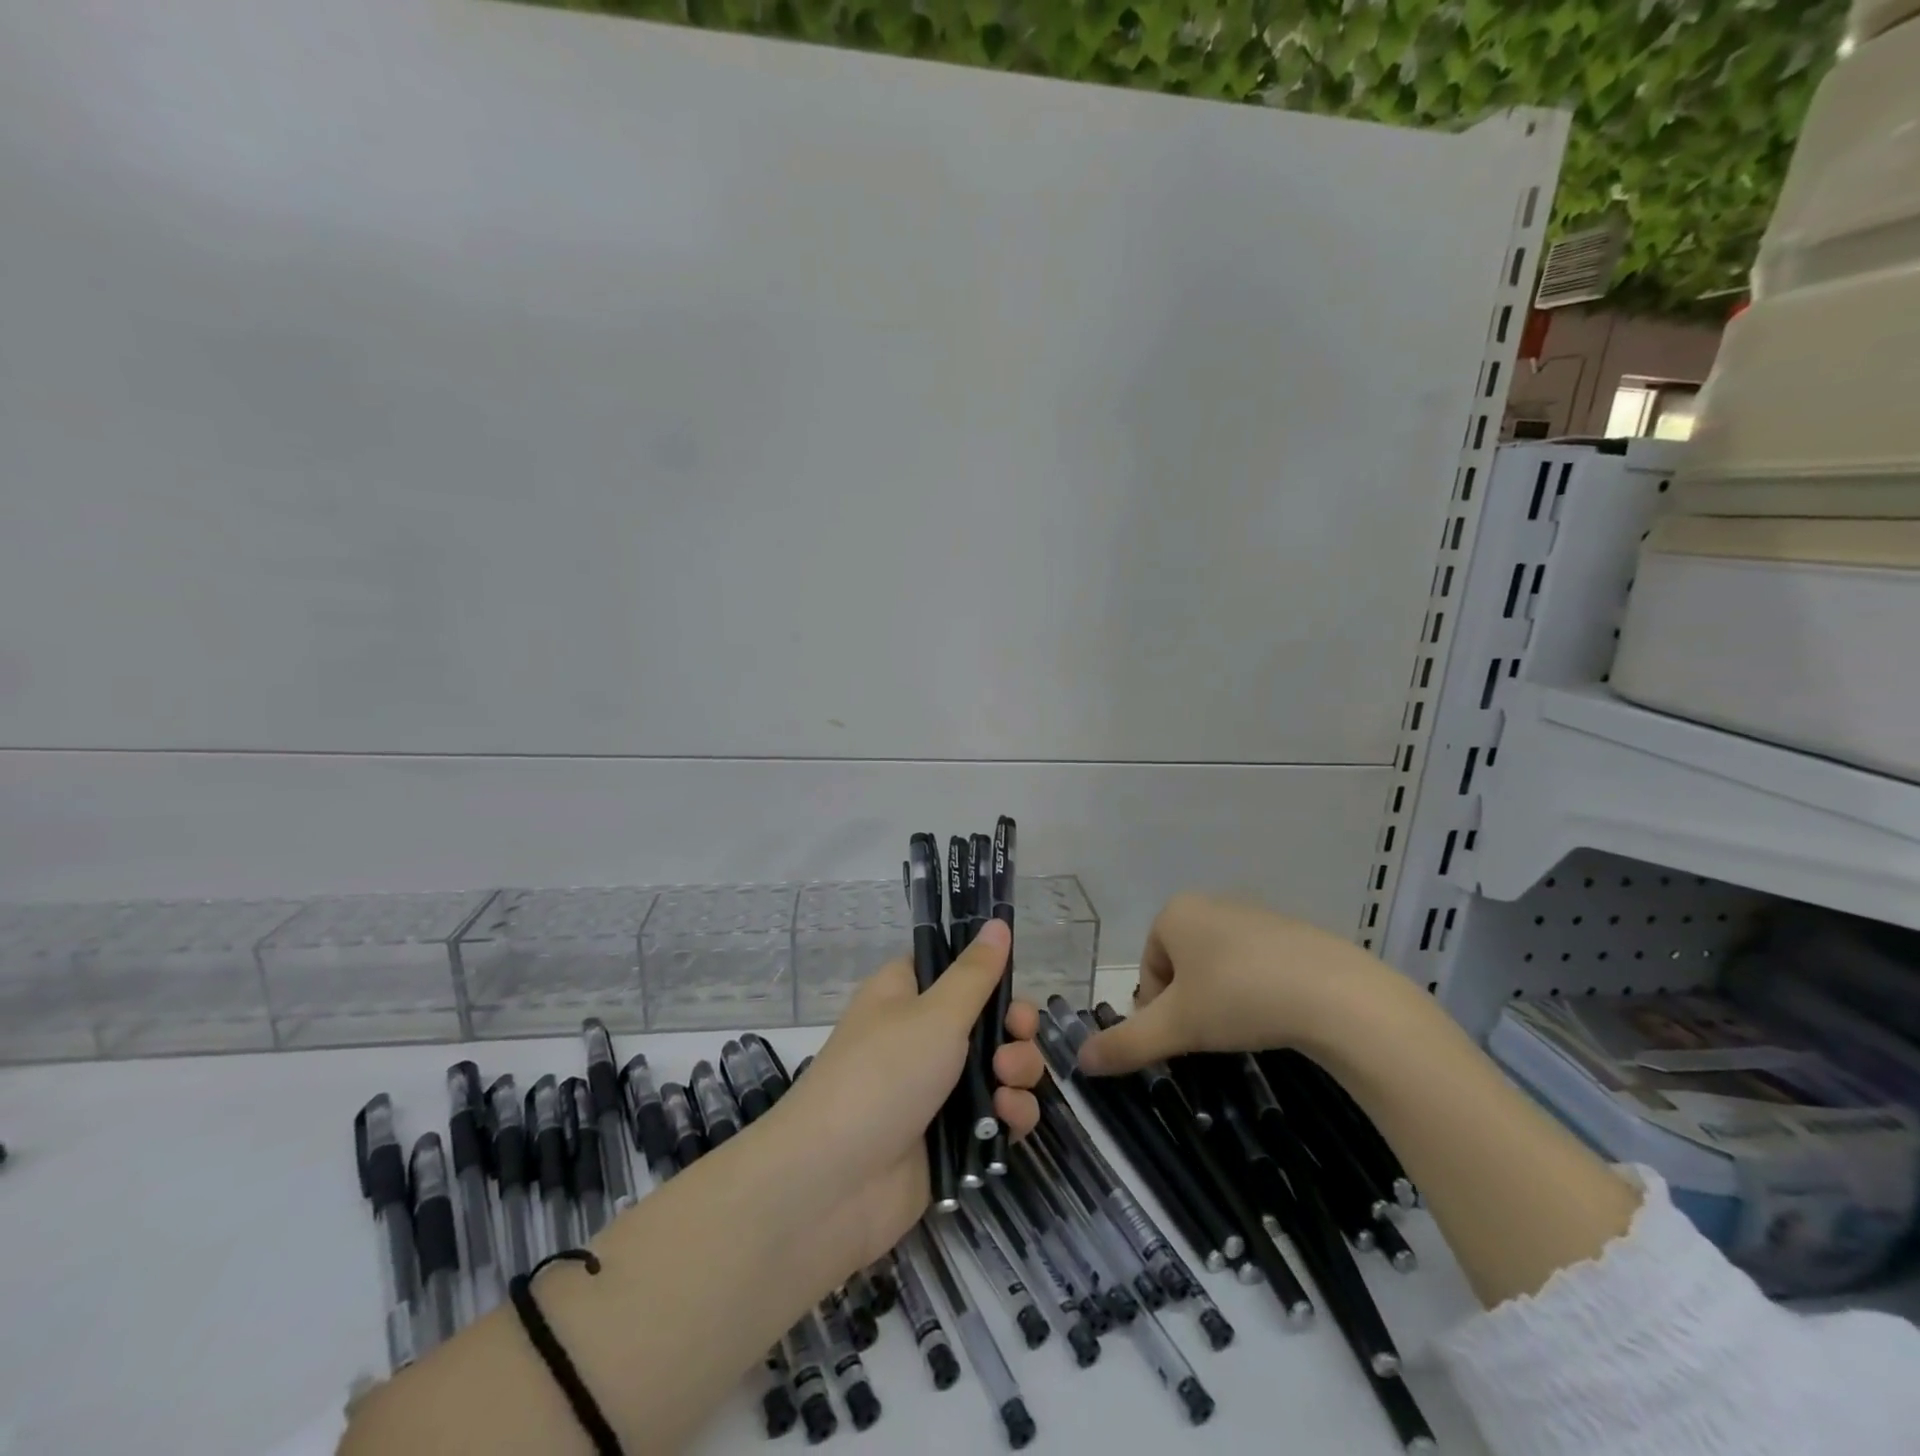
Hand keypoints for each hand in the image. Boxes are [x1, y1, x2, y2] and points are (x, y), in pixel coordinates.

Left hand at [766, 917, 1047, 1270]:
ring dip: (1017, 1072)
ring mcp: (936, 1090)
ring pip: (999, 1069)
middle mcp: (921, 1037)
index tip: (1011, 982)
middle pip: (987, 1019)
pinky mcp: (951, 1139)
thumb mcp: (935, 1014)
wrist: (833, 1185)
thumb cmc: (882, 1076)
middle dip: (1014, 1027)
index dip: (987, 973)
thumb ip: (976, 973)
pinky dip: (1009, 1116)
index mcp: (906, 995)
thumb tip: (997, 923)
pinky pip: (996, 1117)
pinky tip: (1007, 1122)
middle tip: (1018, 1035)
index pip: (954, 968)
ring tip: (1007, 1084)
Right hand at [1076, 893, 1401, 1075]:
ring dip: (1223, 997)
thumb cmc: (1239, 998)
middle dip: (1190, 1002)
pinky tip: (1278, 1016)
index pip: (1149, 967)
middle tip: (1211, 1036)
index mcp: (1176, 913)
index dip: (1159, 1008)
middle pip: (1183, 965)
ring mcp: (1257, 914)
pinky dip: (1259, 990)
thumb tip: (1080, 1062)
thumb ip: (1126, 1043)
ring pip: (1220, 965)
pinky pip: (1258, 964)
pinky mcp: (1295, 932)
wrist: (1337, 995)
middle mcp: (1212, 903)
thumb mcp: (1176, 1027)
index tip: (1182, 1036)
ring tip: (1246, 1029)